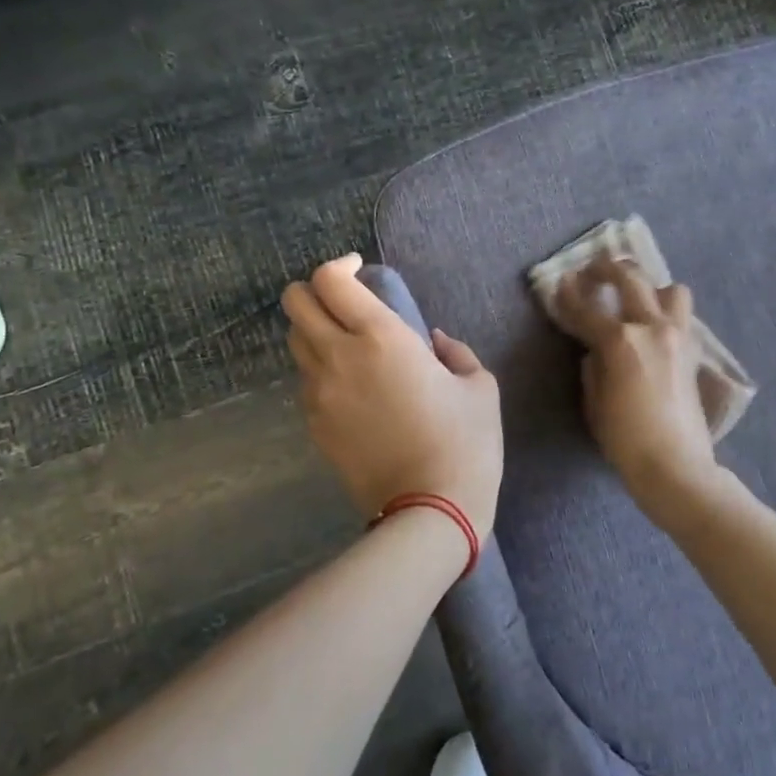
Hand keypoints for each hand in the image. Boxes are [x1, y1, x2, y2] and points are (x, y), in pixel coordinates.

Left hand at [283, 254, 503, 540]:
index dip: (340, 265)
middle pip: (295, 303)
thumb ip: (456, 352)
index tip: (360, 270)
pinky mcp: (314, 426)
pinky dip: (322, 370)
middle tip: (344, 300)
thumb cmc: (465, 442)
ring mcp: (319, 394)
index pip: (330, 280)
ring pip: (296, 341)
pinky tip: (353, 388)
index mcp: (381, 337)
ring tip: (349, 344)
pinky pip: (306, 381)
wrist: (430, 510)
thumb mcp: (479, 387)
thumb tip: (435, 342)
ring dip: (316, 330)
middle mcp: (339, 357)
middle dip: (314, 290)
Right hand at [552, 255, 716, 504]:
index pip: (586, 309)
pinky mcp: (693, 351)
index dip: (568, 295)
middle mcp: (651, 328)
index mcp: (619, 341)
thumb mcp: (595, 403)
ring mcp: (677, 336)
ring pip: (668, 289)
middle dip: (606, 269)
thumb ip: (593, 368)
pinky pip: (681, 315)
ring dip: (648, 286)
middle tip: (591, 272)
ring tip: (634, 298)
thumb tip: (597, 351)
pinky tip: (651, 325)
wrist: (676, 466)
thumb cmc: (625, 441)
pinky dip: (664, 311)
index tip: (558, 283)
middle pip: (629, 279)